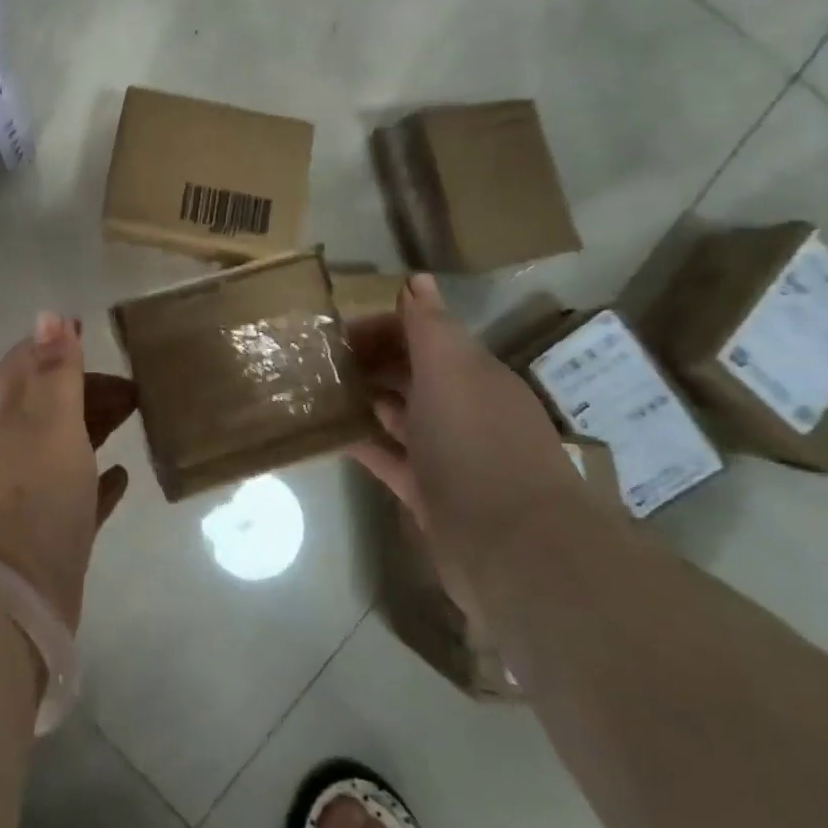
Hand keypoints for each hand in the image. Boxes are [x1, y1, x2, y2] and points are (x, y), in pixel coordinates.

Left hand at [0, 313, 138, 631]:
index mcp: (14, 418)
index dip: (52, 346)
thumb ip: (53, 369)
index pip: (26, 367)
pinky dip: (99, 478)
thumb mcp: (50, 420)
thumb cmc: (35, 491)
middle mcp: (19, 450)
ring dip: (94, 426)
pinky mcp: (55, 534)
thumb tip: (47, 312)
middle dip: (84, 387)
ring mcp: (35, 494)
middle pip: (51, 406)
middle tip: (132, 386)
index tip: (85, 329)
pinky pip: (82, 494)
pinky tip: (122, 475)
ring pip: (67, 446)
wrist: (13, 592)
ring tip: (134, 415)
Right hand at [348, 275, 583, 604]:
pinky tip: (328, 433)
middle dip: (369, 361)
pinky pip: (388, 457)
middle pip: (410, 373)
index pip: (424, 335)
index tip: (337, 331)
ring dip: (363, 400)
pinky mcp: (430, 494)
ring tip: (314, 390)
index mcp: (474, 375)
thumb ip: (429, 325)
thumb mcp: (450, 369)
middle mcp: (463, 410)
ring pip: (398, 415)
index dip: (383, 326)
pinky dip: (362, 443)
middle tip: (317, 358)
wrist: (512, 549)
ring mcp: (448, 455)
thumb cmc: (476, 442)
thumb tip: (417, 278)